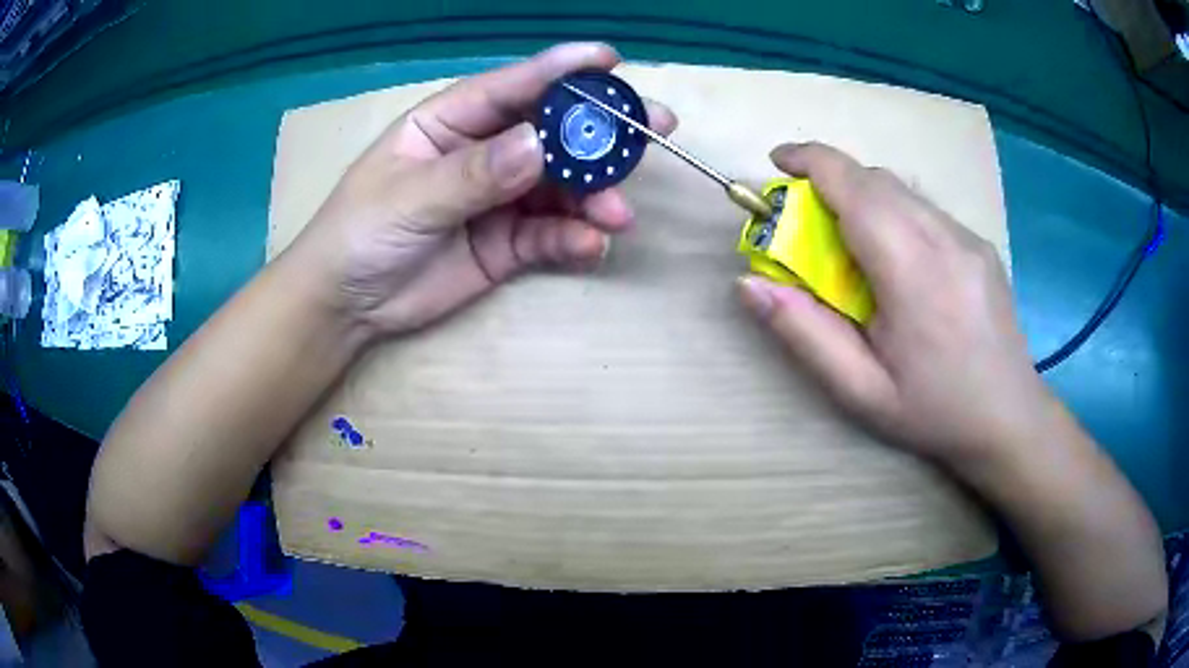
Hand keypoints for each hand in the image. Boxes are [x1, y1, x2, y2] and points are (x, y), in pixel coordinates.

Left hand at [290, 43, 676, 334]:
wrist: (347, 305)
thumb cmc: (359, 232)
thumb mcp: (408, 198)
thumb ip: (473, 174)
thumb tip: (539, 146)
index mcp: (452, 121)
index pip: (514, 86)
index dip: (563, 70)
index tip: (612, 61)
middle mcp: (486, 150)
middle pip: (553, 131)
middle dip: (602, 132)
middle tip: (656, 129)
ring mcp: (501, 198)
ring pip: (562, 186)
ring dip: (596, 196)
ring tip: (618, 214)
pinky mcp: (509, 243)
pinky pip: (551, 235)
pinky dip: (574, 239)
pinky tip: (590, 245)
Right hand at [737, 142, 1052, 467]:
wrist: (1010, 419)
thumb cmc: (934, 412)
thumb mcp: (860, 391)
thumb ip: (804, 332)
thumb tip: (748, 283)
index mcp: (913, 271)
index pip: (855, 185)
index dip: (809, 160)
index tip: (777, 162)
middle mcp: (945, 238)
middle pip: (876, 179)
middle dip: (832, 181)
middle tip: (807, 222)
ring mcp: (968, 237)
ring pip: (903, 190)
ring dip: (864, 197)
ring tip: (852, 245)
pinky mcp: (981, 244)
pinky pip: (926, 209)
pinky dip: (895, 213)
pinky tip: (898, 262)